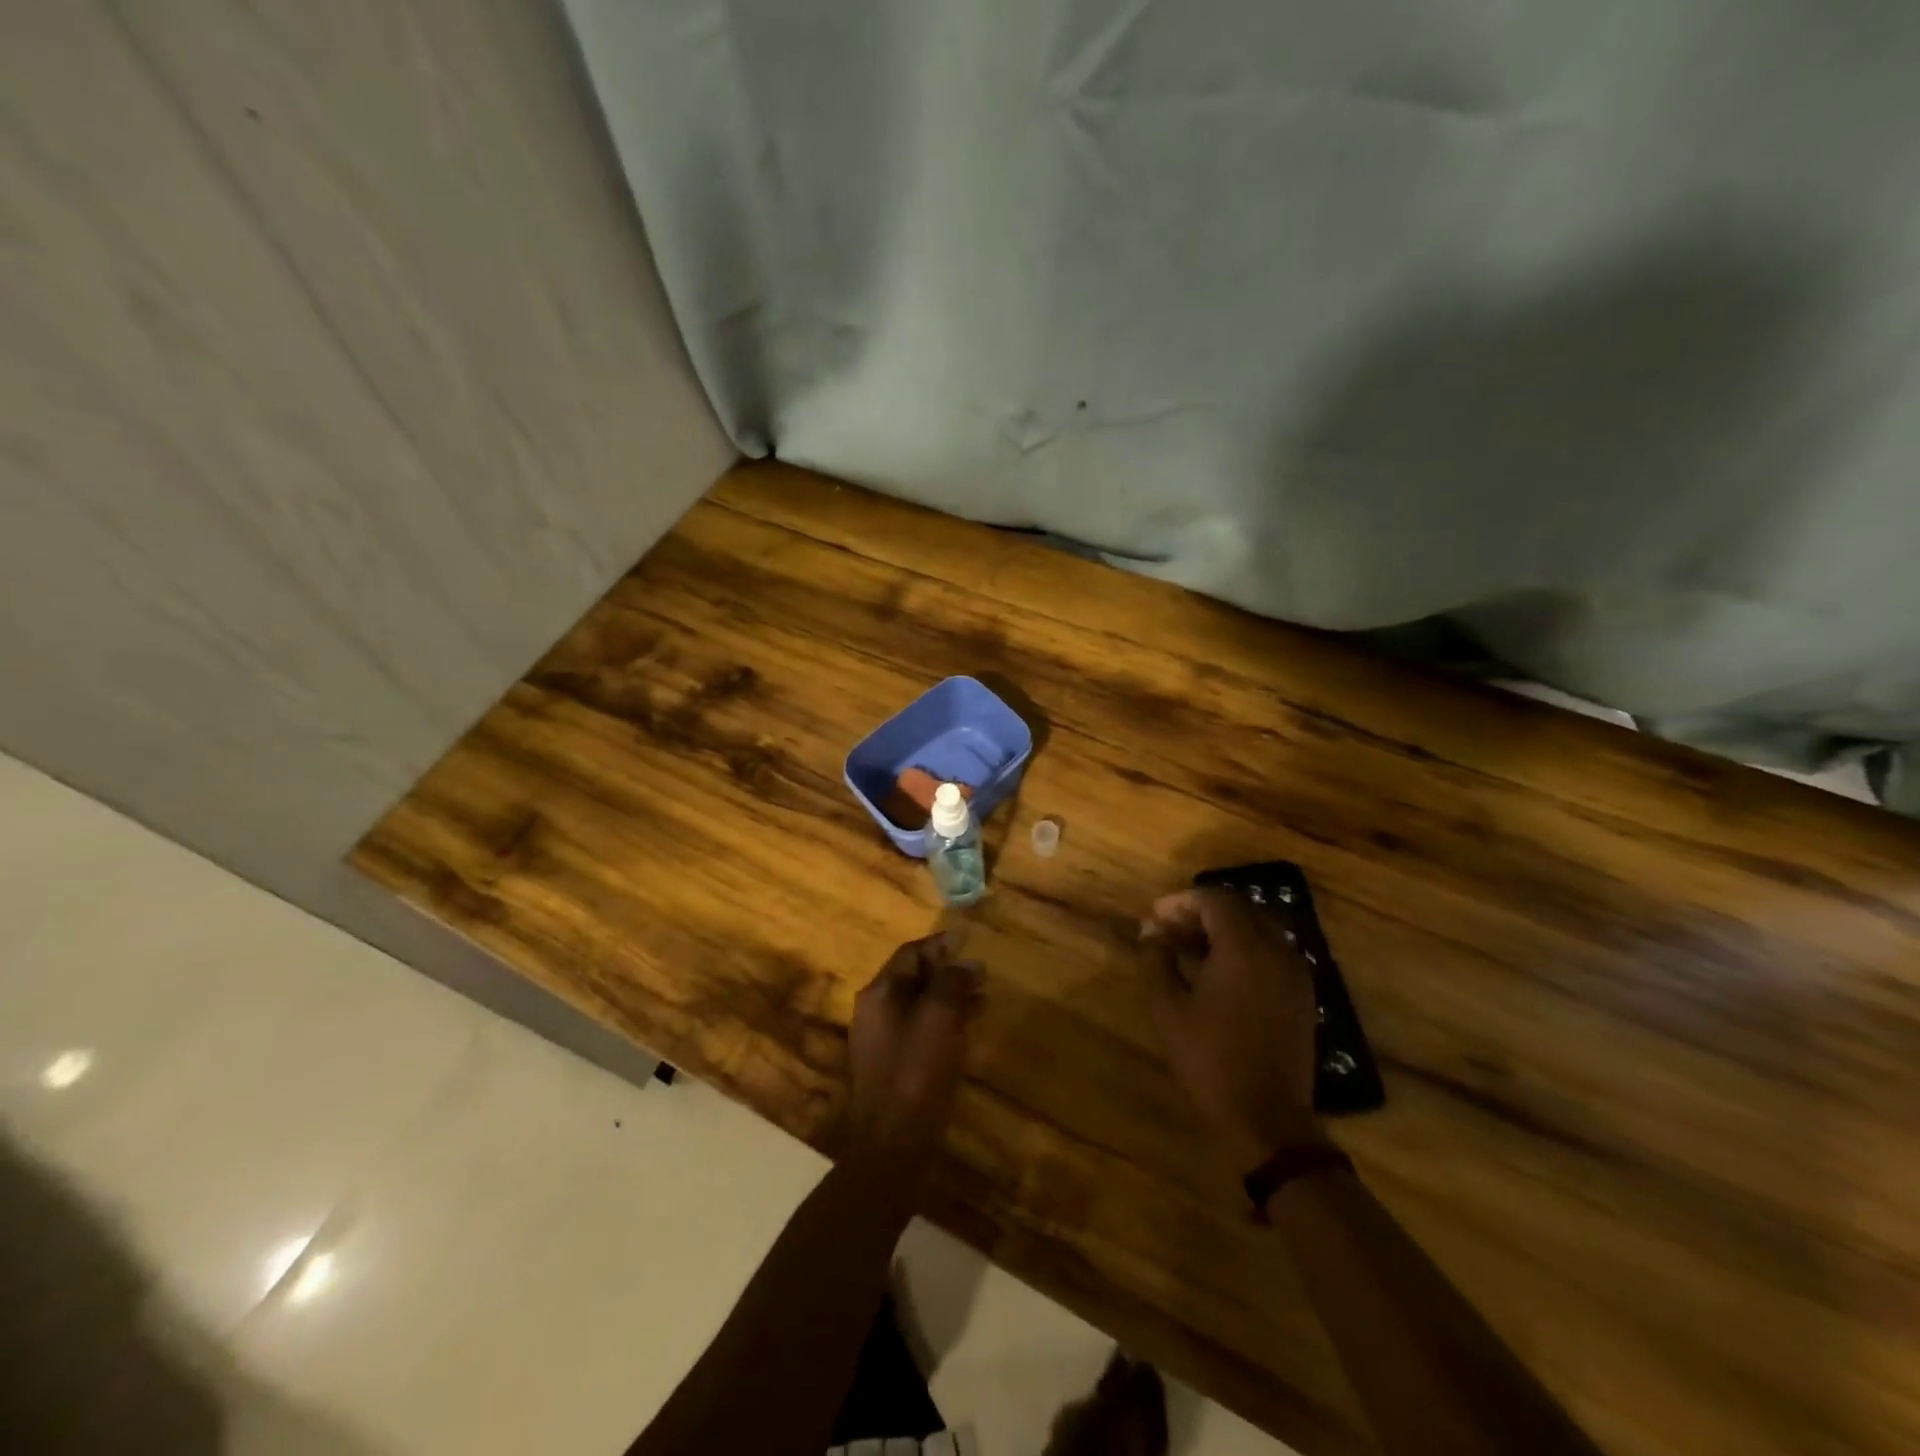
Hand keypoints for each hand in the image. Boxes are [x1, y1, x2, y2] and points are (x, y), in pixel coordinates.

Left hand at [846, 929, 984, 1163]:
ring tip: (984, 995)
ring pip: (921, 1005)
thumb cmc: (916, 1073)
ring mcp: (884, 1041)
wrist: (893, 1145)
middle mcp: (876, 1012)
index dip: (940, 944)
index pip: (910, 954)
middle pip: (914, 978)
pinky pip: (923, 1030)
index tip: (969, 939)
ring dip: (951, 996)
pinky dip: (946, 1021)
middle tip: (982, 971)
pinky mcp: (896, 1066)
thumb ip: (951, 983)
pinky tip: (970, 1026)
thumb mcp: (938, 1019)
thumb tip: (965, 962)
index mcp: (879, 995)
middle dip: (948, 971)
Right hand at [1143, 888, 1326, 1166]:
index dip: (1181, 902)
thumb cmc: (1211, 1059)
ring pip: (1258, 929)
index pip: (1215, 900)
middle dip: (1201, 912)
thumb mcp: (1167, 1008)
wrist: (1267, 1118)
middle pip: (1239, 909)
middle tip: (1169, 931)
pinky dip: (1244, 949)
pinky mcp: (1302, 994)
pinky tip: (1219, 973)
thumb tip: (1151, 930)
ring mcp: (1295, 972)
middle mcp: (1276, 950)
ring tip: (1190, 950)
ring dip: (1223, 930)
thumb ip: (1155, 959)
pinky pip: (1271, 951)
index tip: (1155, 918)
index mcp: (1245, 948)